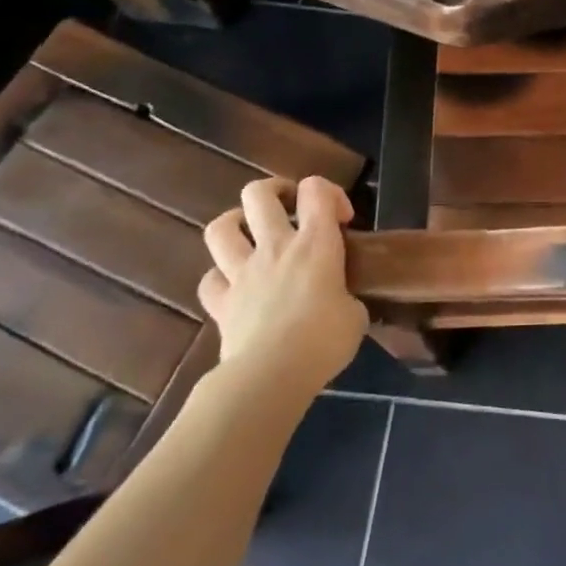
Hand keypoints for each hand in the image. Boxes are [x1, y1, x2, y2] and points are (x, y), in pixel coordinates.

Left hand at [200, 176, 367, 392]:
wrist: (271, 376)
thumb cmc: (324, 340)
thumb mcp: (355, 315)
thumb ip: (346, 297)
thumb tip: (342, 303)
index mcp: (315, 242)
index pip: (316, 189)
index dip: (329, 193)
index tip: (342, 220)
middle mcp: (275, 246)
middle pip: (258, 194)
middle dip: (275, 191)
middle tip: (290, 208)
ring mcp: (242, 273)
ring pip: (221, 228)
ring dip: (235, 223)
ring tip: (251, 234)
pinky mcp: (221, 303)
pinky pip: (209, 280)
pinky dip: (220, 278)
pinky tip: (234, 285)